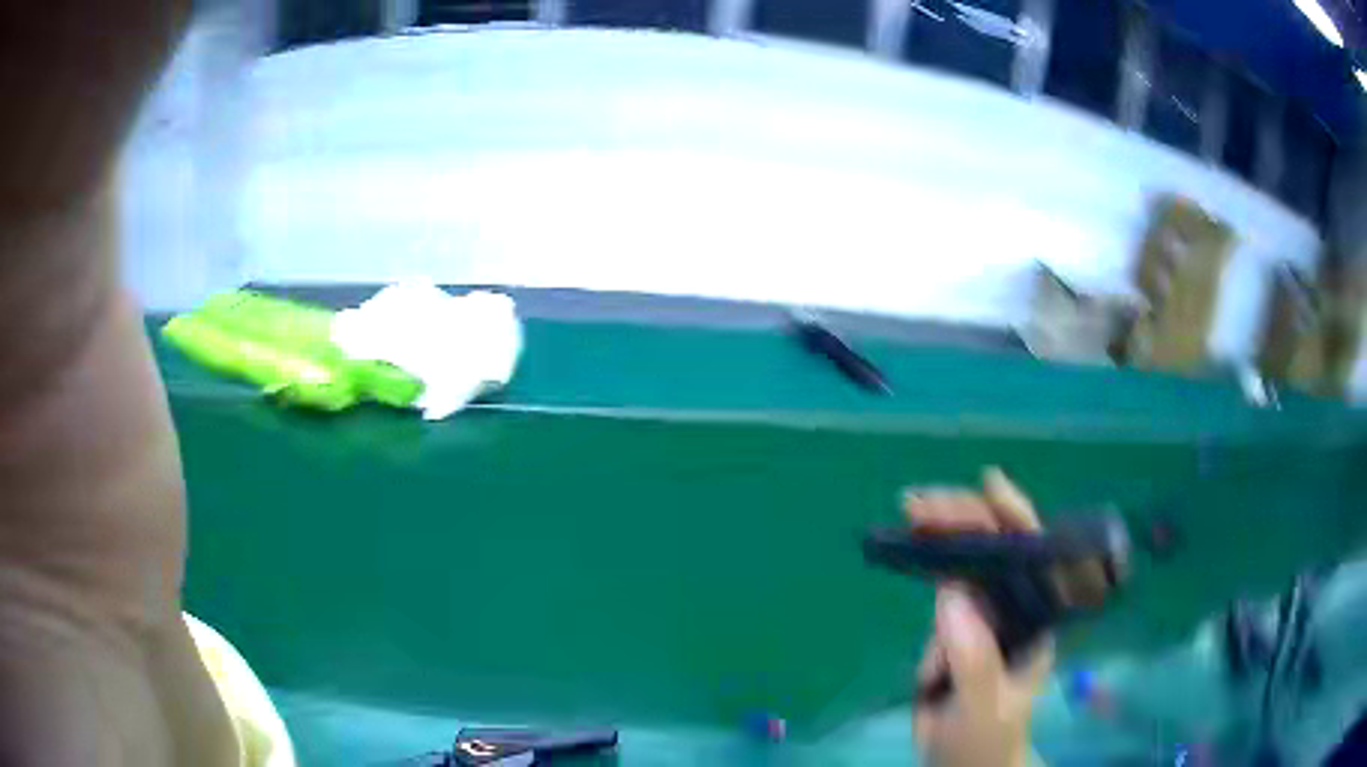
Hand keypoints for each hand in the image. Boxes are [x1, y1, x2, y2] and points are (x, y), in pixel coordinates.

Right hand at [904, 468, 1053, 766]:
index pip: (1034, 557)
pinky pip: (943, 587)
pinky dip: (926, 561)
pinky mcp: (955, 626)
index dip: (1017, 516)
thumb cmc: (987, 735)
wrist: (961, 761)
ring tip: (911, 509)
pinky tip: (908, 543)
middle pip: (996, 549)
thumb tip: (950, 596)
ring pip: (967, 561)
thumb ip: (973, 658)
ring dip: (941, 531)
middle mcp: (1014, 606)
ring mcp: (984, 613)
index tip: (989, 484)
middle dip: (965, 519)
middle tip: (920, 502)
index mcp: (1037, 619)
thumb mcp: (984, 705)